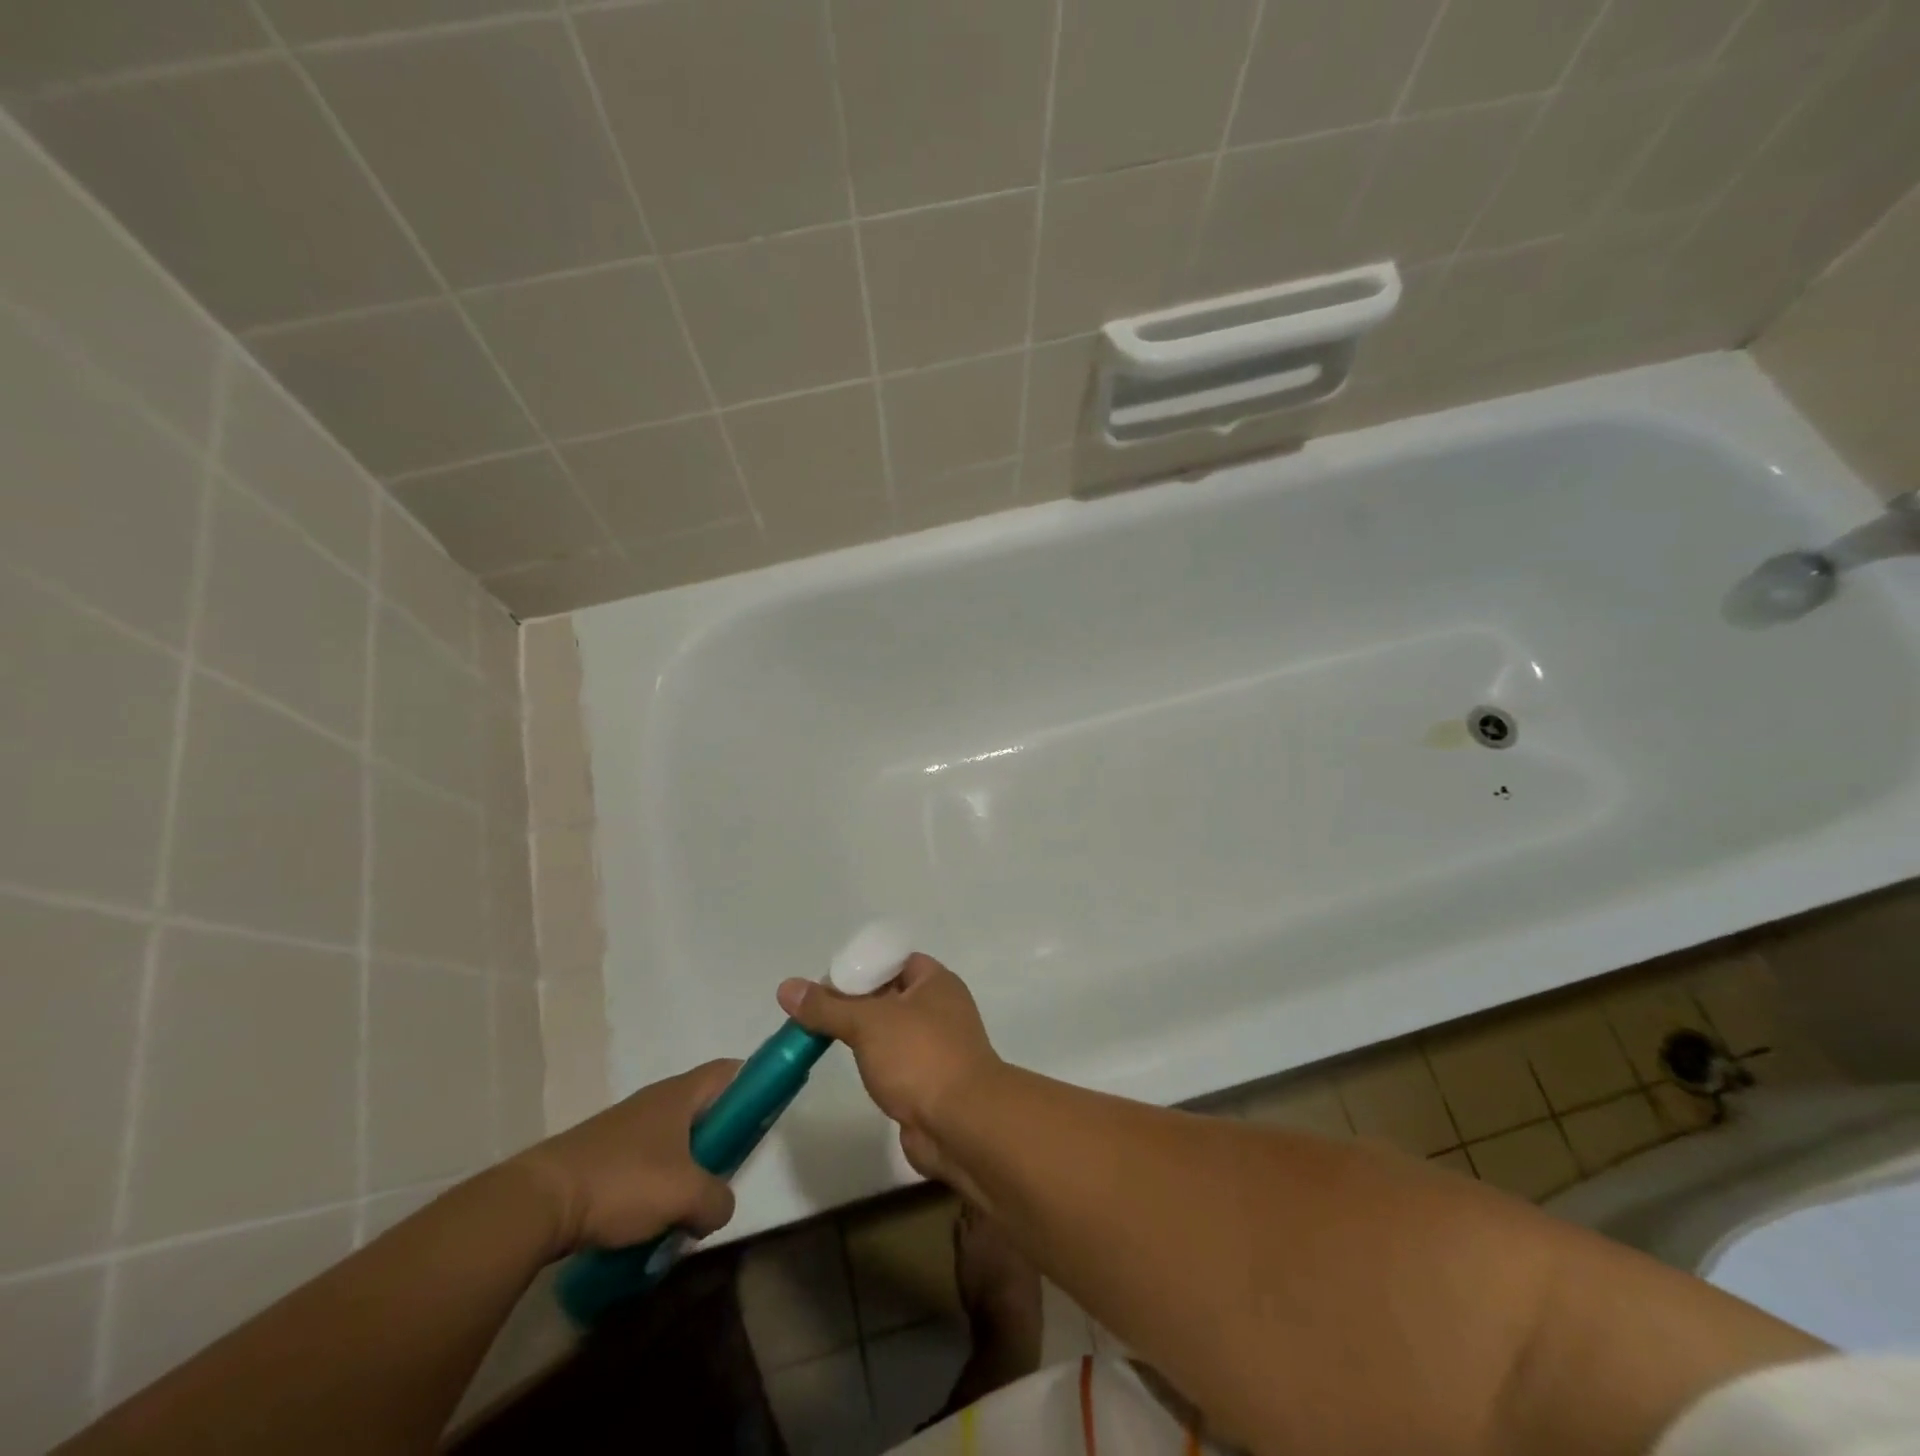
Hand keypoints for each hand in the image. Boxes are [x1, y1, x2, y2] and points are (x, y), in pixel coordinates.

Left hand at [509, 1060, 740, 1256]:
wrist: (538, 1203)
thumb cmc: (622, 1182)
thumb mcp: (685, 1195)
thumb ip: (717, 1200)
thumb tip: (719, 1208)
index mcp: (680, 1094)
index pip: (730, 1071)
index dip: (754, 1084)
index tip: (766, 1115)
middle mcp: (656, 1100)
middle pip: (704, 1107)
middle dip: (722, 1137)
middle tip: (730, 1170)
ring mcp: (626, 1127)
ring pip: (675, 1138)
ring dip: (688, 1167)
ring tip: (690, 1205)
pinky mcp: (602, 1155)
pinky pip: (647, 1161)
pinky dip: (658, 1183)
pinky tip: (652, 1218)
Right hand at [777, 954, 1001, 1183]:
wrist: (961, 1125)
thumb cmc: (920, 1057)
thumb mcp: (867, 1023)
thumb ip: (827, 1007)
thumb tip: (786, 987)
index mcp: (936, 982)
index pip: (894, 960)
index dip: (861, 966)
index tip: (825, 982)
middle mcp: (940, 1009)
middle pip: (890, 994)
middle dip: (855, 1001)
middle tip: (816, 1010)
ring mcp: (937, 1047)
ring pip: (891, 1030)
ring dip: (863, 1034)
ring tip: (822, 1036)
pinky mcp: (929, 1082)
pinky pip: (895, 1061)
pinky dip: (874, 1061)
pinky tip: (849, 1066)